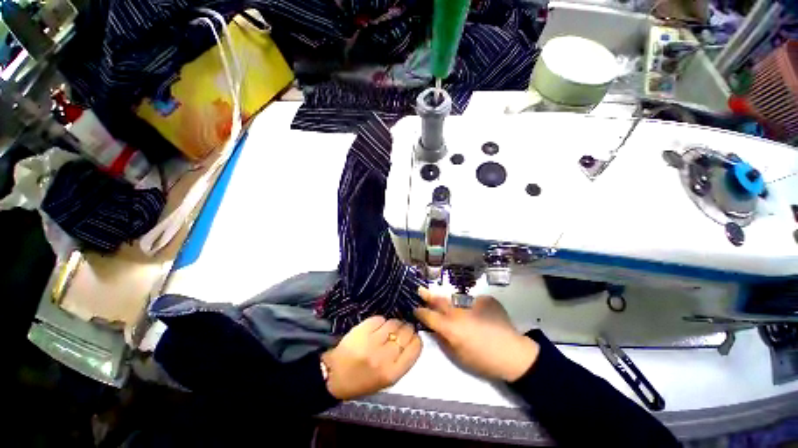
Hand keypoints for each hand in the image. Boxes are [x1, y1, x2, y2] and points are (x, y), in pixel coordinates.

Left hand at [321, 316, 421, 399]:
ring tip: (388, 328)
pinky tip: (377, 327)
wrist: (334, 376)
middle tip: (402, 329)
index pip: (415, 348)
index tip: (412, 337)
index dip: (416, 339)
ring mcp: (372, 342)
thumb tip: (412, 339)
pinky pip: (380, 318)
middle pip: (406, 333)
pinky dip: (381, 321)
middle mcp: (384, 357)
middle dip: (407, 328)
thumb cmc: (362, 381)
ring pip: (394, 323)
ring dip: (394, 323)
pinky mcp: (362, 330)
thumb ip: (402, 361)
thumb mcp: (386, 381)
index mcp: (392, 373)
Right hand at [414, 287, 538, 381]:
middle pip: (439, 300)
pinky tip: (481, 317)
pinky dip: (473, 307)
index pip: (429, 315)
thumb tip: (435, 328)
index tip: (416, 309)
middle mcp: (458, 311)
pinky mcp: (485, 299)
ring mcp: (472, 302)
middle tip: (420, 290)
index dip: (420, 312)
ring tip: (458, 313)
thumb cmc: (483, 360)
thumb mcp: (458, 355)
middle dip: (427, 295)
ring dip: (452, 303)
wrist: (513, 353)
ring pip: (456, 299)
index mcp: (450, 327)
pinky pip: (473, 301)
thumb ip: (443, 339)